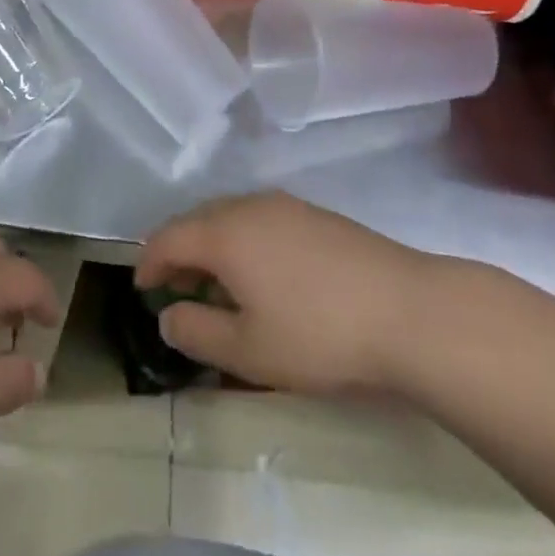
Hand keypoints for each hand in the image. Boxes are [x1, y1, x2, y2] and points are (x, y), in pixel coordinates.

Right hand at [136, 192, 458, 396]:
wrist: (410, 312)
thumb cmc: (318, 335)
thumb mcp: (248, 350)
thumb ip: (196, 331)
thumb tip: (168, 316)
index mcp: (223, 232)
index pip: (167, 238)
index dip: (148, 263)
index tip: (143, 291)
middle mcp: (248, 206)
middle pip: (196, 220)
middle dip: (180, 253)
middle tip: (179, 293)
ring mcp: (286, 206)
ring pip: (230, 217)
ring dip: (213, 247)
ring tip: (220, 288)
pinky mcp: (316, 215)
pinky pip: (260, 220)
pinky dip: (244, 242)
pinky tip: (264, 276)